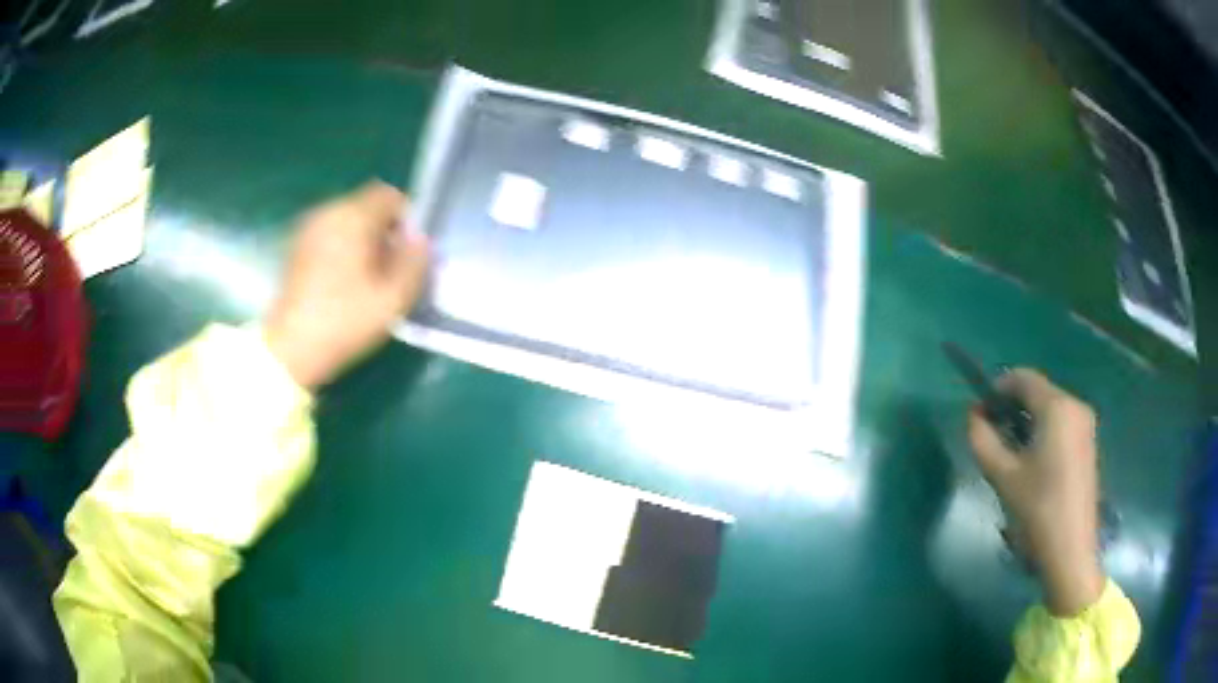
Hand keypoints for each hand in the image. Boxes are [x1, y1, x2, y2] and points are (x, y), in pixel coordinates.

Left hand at [264, 182, 429, 388]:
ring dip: (363, 240)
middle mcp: (328, 212)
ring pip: (348, 221)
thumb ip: (415, 261)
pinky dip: (343, 248)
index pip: (389, 196)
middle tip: (390, 268)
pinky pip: (331, 234)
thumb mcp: (393, 298)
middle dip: (384, 230)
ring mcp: (309, 228)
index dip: (406, 218)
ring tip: (368, 277)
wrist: (291, 348)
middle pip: (367, 206)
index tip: (408, 252)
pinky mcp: (297, 247)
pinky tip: (344, 281)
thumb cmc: (344, 321)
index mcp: (353, 217)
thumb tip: (420, 241)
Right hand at [967, 369, 1104, 615]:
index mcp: (1057, 407)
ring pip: (1050, 409)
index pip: (1023, 378)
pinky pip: (1061, 425)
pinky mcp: (1089, 444)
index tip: (980, 413)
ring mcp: (1086, 425)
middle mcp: (1076, 406)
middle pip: (1038, 392)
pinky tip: (1033, 465)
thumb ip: (983, 440)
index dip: (998, 389)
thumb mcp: (1002, 476)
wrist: (1070, 550)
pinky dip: (1043, 433)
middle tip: (993, 438)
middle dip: (1012, 408)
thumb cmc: (1037, 510)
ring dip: (1027, 422)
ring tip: (1011, 455)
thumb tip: (974, 417)